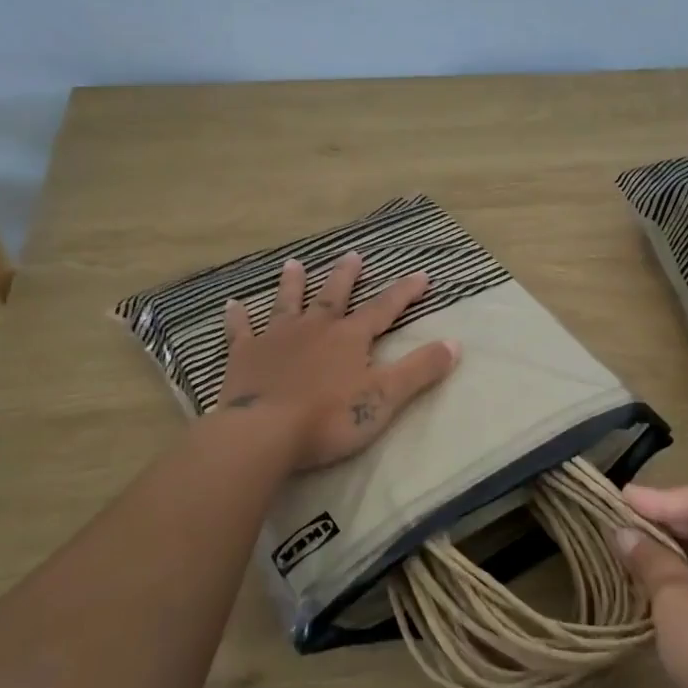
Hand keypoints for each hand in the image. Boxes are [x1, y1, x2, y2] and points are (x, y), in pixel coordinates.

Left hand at [217, 252, 460, 470]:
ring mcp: (276, 339)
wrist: (265, 432)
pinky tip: (232, 305)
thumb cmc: (330, 417)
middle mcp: (314, 329)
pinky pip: (241, 331)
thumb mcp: (385, 397)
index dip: (404, 292)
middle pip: (333, 296)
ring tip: (294, 264)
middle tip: (352, 255)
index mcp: (350, 338)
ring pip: (287, 304)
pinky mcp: (244, 356)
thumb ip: (420, 370)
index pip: (383, 308)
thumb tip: (455, 343)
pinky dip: (238, 318)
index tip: (421, 275)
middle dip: (346, 276)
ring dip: (292, 284)